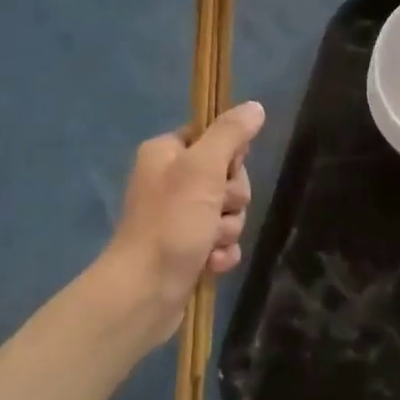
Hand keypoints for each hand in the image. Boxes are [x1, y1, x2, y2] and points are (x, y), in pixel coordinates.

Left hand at [103, 102, 263, 342]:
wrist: (145, 292)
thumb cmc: (171, 223)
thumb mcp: (203, 169)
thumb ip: (230, 135)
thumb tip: (255, 106)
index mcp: (166, 154)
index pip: (215, 138)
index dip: (229, 158)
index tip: (224, 173)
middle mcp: (171, 181)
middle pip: (228, 177)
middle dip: (231, 200)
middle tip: (215, 212)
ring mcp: (179, 218)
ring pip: (229, 212)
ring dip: (227, 229)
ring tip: (208, 244)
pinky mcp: (188, 249)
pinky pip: (223, 241)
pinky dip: (221, 252)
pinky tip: (210, 263)